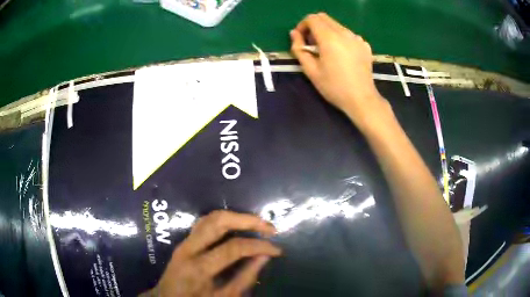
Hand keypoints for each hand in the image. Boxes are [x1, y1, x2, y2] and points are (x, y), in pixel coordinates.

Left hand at [145, 211, 280, 296]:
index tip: (277, 249)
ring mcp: (184, 242)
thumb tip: (264, 257)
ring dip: (236, 216)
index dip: (259, 245)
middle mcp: (188, 248)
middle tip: (268, 227)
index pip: (233, 247)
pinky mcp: (184, 241)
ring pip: (210, 217)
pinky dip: (224, 220)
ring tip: (256, 224)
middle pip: (219, 221)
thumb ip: (244, 278)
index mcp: (198, 267)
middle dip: (247, 220)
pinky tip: (236, 226)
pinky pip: (205, 223)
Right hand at [290, 13, 388, 129]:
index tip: (301, 39)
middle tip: (312, 45)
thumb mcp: (310, 70)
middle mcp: (344, 33)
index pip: (312, 18)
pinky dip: (340, 38)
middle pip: (324, 18)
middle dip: (313, 27)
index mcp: (329, 38)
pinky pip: (348, 34)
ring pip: (336, 25)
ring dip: (327, 32)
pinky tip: (341, 55)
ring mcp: (357, 38)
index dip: (302, 26)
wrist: (361, 99)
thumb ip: (298, 49)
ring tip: (327, 51)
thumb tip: (294, 33)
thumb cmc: (334, 87)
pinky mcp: (364, 45)